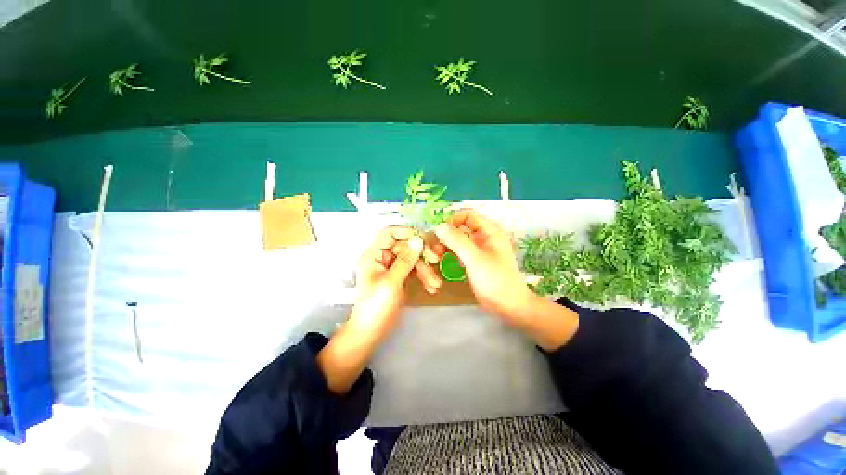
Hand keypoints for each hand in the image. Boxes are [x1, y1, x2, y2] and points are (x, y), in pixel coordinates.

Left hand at [318, 226, 429, 394]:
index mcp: (374, 254)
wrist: (370, 333)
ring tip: (435, 284)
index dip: (407, 233)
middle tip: (436, 260)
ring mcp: (391, 267)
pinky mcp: (399, 276)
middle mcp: (382, 257)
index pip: (390, 233)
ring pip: (412, 258)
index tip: (424, 240)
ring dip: (425, 269)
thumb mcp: (391, 282)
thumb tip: (418, 239)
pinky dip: (422, 277)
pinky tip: (430, 287)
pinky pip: (413, 270)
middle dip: (421, 255)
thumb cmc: (376, 307)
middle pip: (405, 246)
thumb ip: (405, 260)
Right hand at [434, 210, 579, 348]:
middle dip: (446, 234)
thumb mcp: (475, 259)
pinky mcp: (475, 260)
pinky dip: (450, 252)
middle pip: (461, 226)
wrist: (509, 305)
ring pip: (458, 239)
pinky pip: (459, 250)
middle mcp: (484, 236)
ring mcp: (479, 248)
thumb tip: (439, 226)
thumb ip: (457, 241)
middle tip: (434, 247)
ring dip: (446, 244)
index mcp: (489, 230)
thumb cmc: (495, 280)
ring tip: (436, 255)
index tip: (439, 233)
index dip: (452, 220)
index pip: (467, 214)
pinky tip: (442, 260)